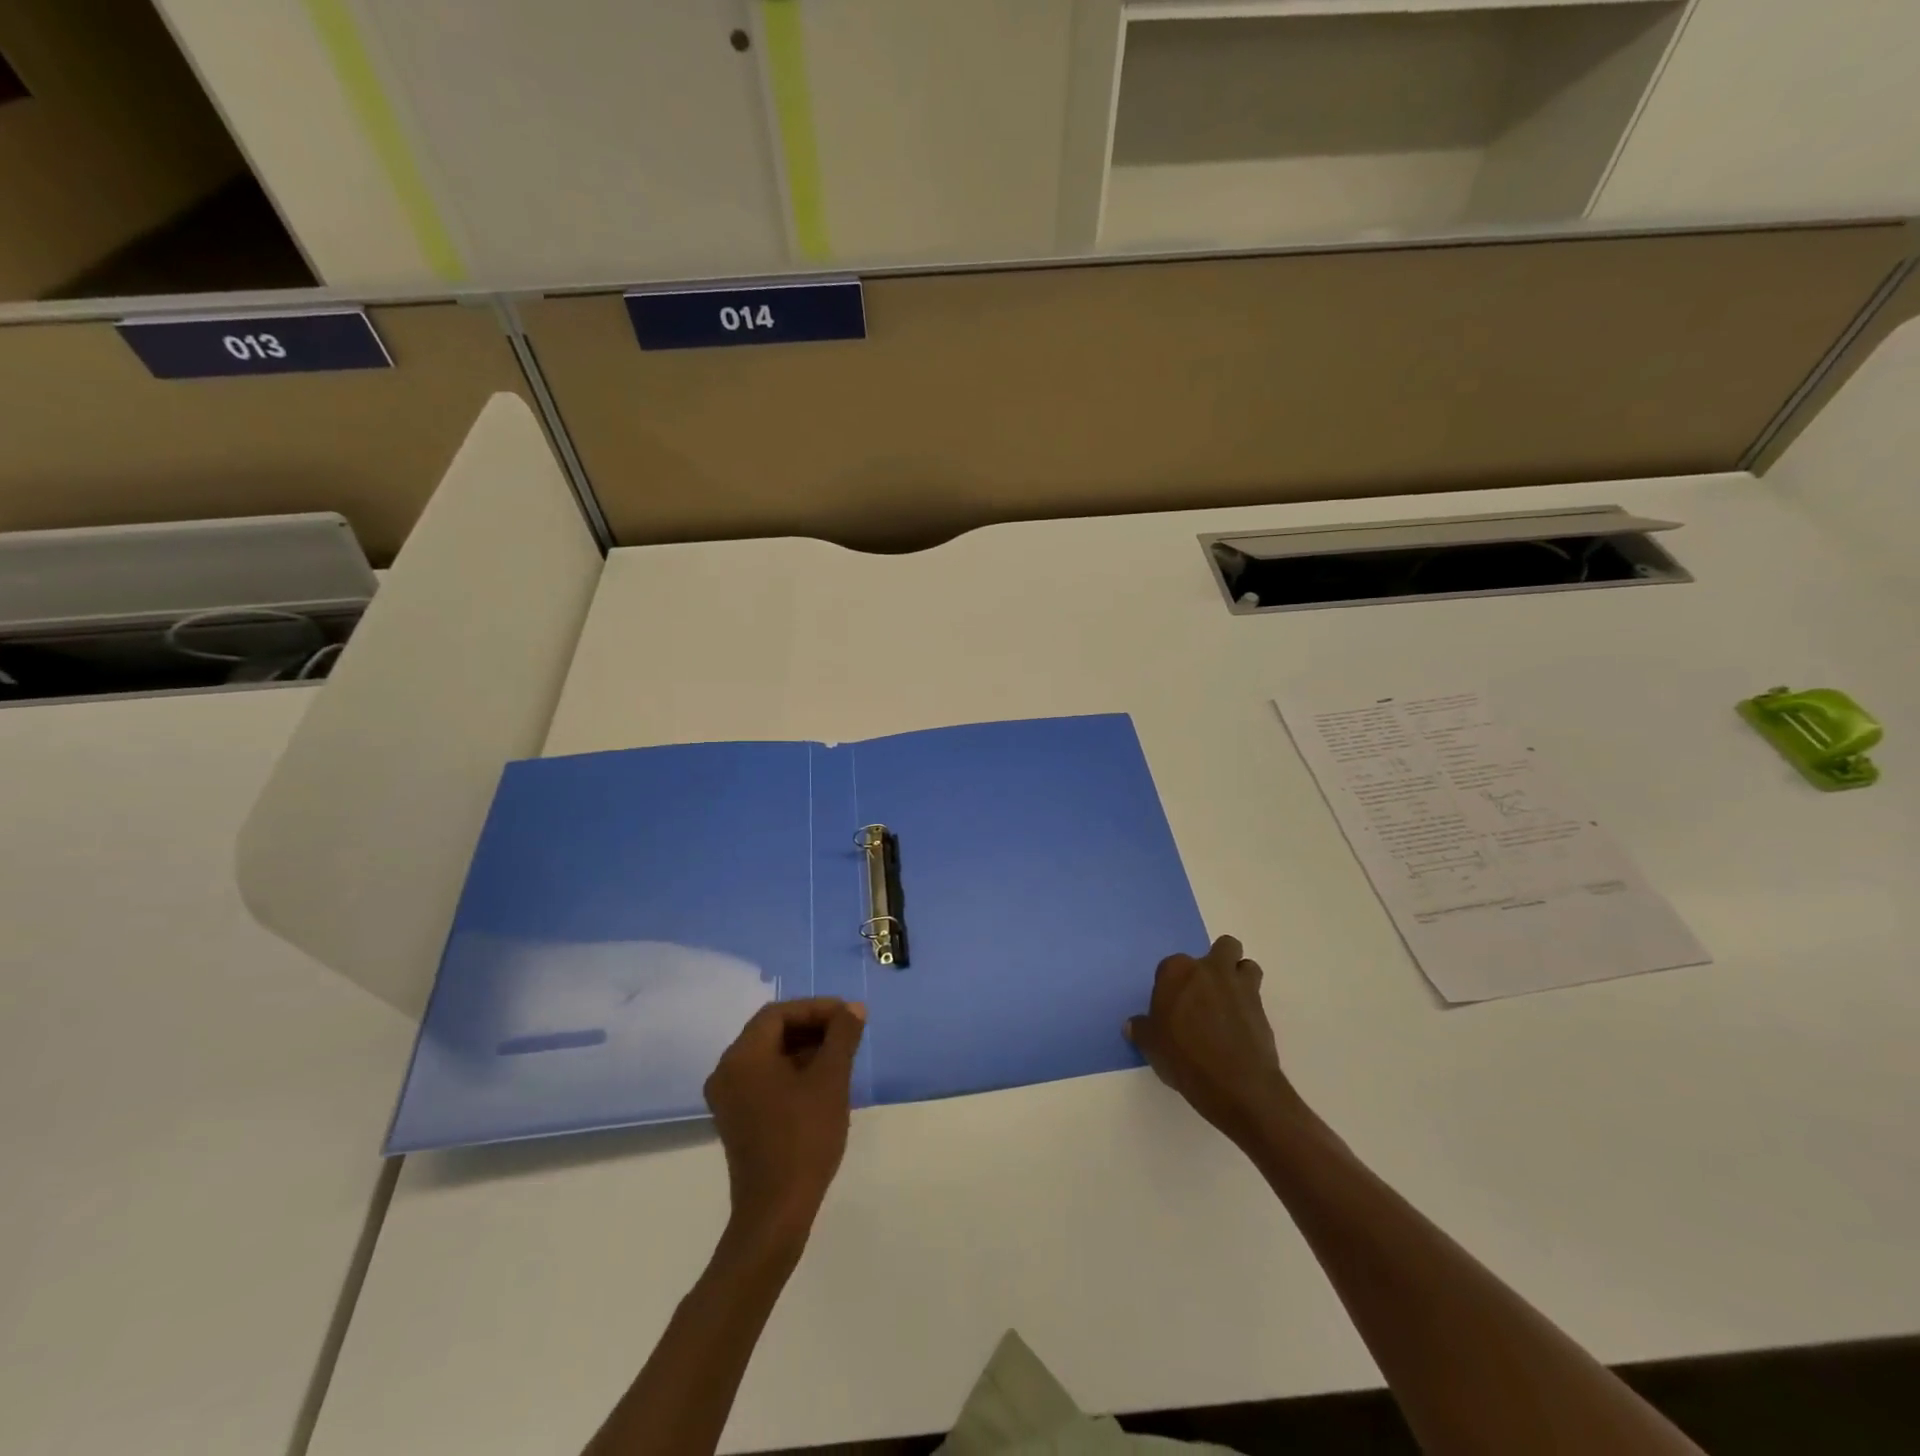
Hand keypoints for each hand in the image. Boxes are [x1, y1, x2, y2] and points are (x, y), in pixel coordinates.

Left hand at [704, 997, 865, 1246]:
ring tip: (840, 1056)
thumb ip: (842, 1036)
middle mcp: (727, 1071)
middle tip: (847, 1033)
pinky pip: (764, 1078)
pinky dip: (791, 1071)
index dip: (816, 1008)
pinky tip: (821, 1082)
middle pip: (771, 1032)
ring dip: (804, 1049)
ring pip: (769, 1055)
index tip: (848, 1016)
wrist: (776, 1212)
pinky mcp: (736, 1118)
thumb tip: (853, 1008)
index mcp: (743, 1056)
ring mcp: (728, 1097)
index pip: (779, 1013)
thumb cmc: (804, 1138)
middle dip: (812, 1027)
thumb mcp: (831, 1080)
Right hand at [1127, 935, 1297, 1143]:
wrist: (1236, 1084)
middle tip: (1207, 992)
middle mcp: (1210, 970)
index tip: (1172, 1007)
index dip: (1172, 985)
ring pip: (1247, 966)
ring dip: (1240, 978)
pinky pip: (1257, 996)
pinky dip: (1250, 1007)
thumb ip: (1142, 1030)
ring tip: (1230, 1004)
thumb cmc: (1184, 1057)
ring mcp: (1240, 987)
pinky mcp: (1262, 1009)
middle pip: (1223, 948)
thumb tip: (1133, 1025)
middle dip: (1218, 962)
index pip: (1171, 966)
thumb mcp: (1151, 1046)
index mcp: (1178, 971)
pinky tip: (1240, 1029)